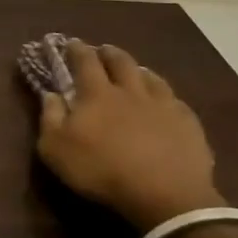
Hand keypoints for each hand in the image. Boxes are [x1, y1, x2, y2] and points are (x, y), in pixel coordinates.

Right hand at [35, 40, 224, 229]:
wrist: (165, 195)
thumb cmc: (102, 171)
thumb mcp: (57, 150)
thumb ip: (50, 119)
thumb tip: (51, 94)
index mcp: (97, 94)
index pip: (85, 61)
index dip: (77, 50)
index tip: (71, 42)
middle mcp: (130, 91)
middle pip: (121, 62)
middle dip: (110, 53)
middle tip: (104, 50)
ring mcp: (163, 105)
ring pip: (151, 78)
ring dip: (140, 71)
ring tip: (136, 71)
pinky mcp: (187, 123)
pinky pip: (176, 102)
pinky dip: (167, 98)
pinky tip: (167, 103)